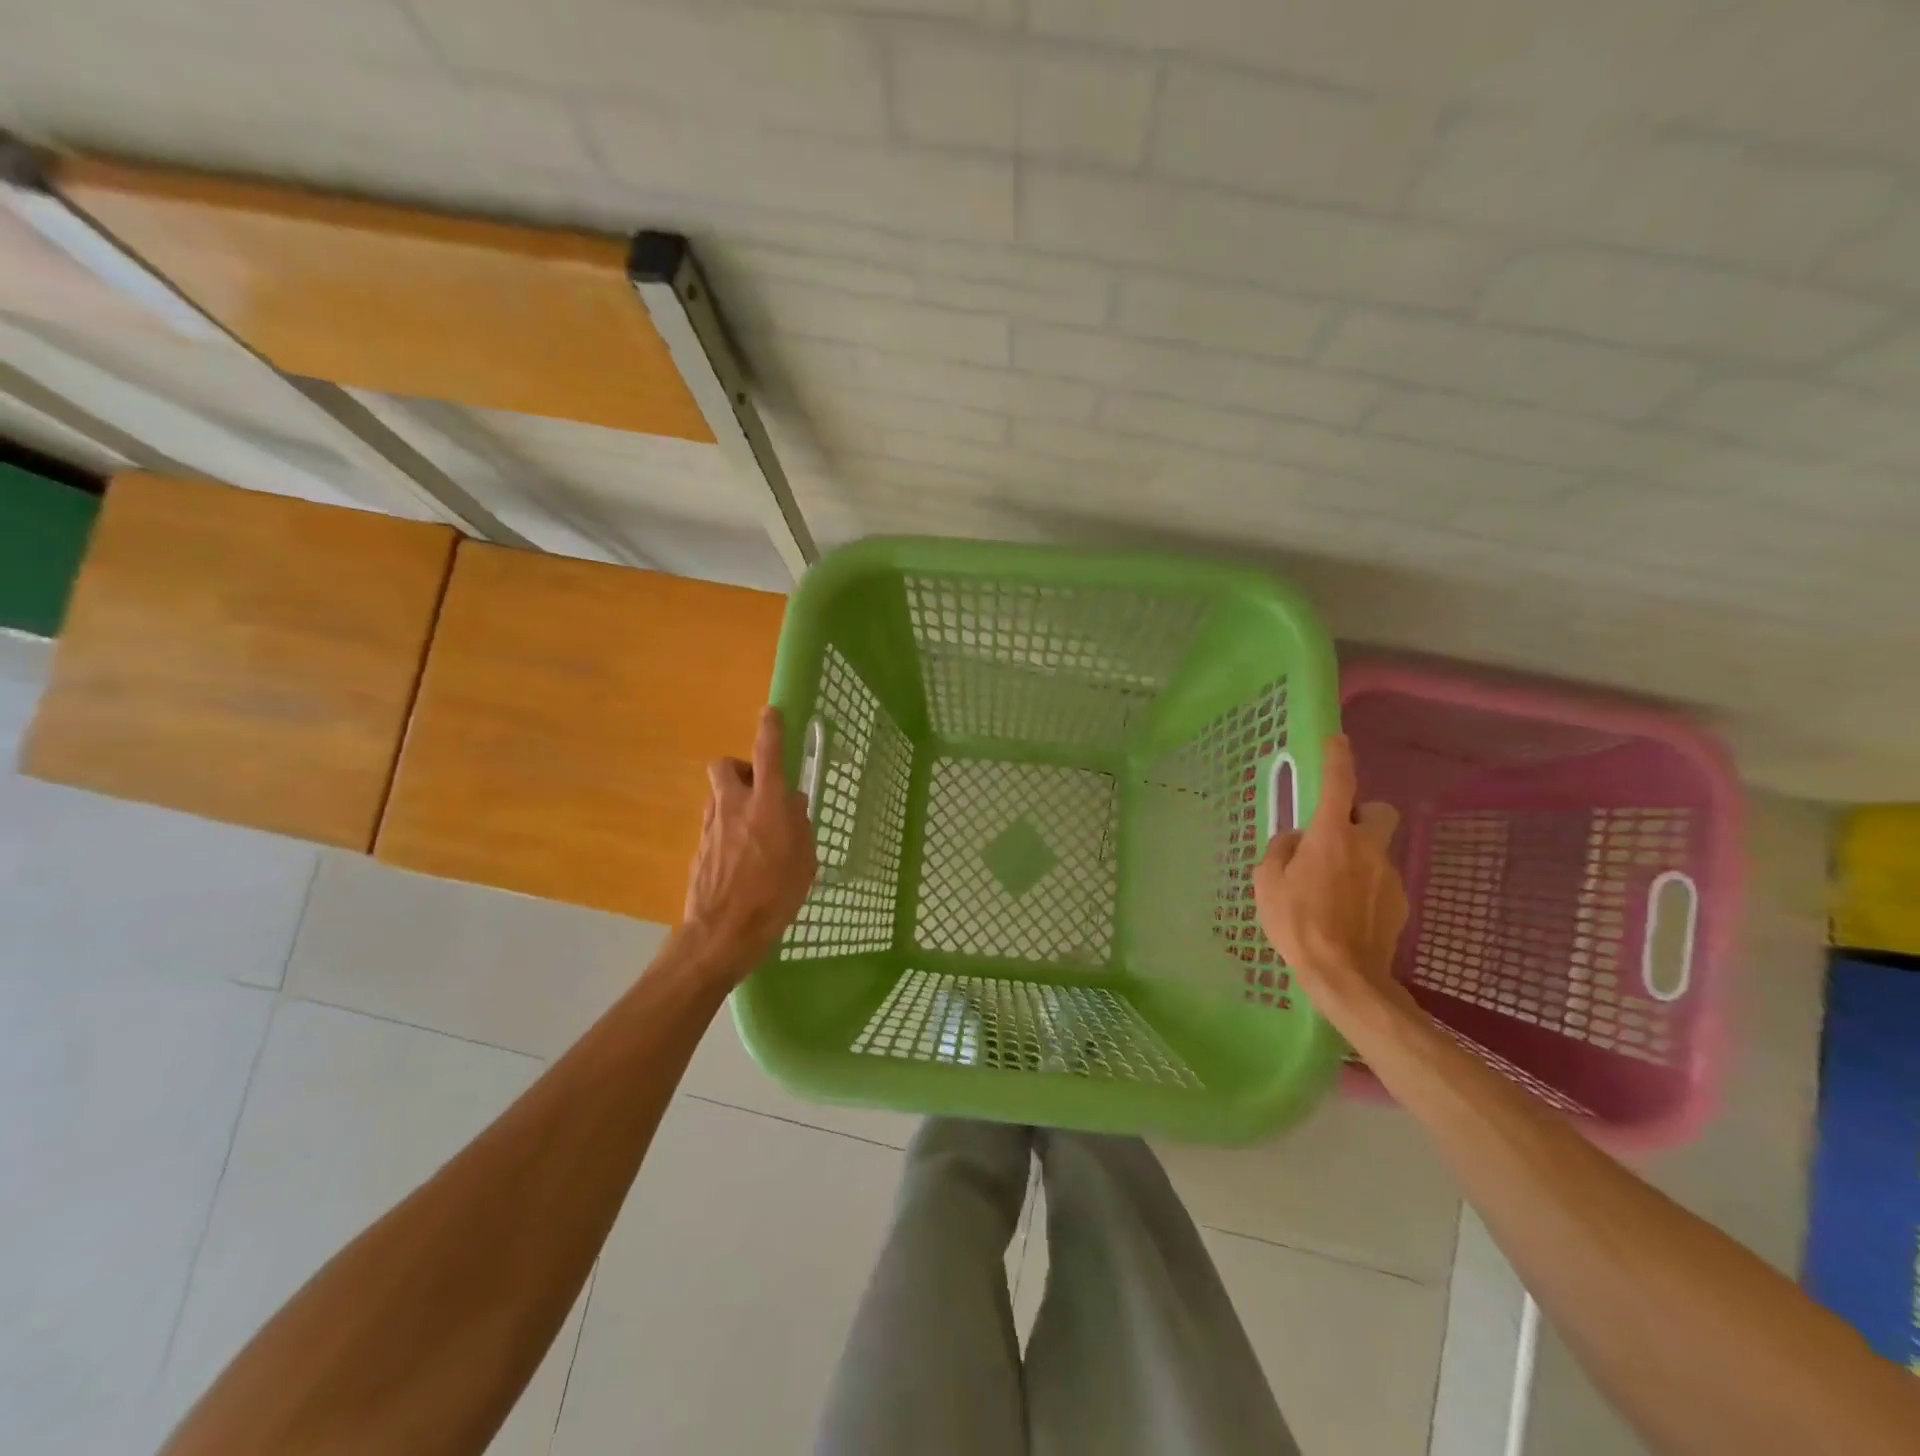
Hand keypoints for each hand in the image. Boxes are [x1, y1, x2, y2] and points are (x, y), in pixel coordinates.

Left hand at [682, 706, 817, 979]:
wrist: (723, 933)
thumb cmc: (774, 897)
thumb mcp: (804, 863)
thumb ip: (800, 827)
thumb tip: (794, 804)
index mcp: (767, 806)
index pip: (767, 754)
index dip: (770, 729)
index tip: (771, 713)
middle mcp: (735, 807)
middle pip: (726, 766)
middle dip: (740, 768)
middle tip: (759, 789)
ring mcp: (712, 827)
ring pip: (718, 794)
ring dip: (734, 799)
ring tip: (754, 828)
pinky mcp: (699, 848)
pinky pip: (714, 823)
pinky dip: (727, 828)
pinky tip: (740, 856)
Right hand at [1253, 734, 1408, 1017]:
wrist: (1344, 975)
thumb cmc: (1297, 922)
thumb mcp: (1266, 882)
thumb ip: (1279, 851)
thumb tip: (1294, 840)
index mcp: (1331, 836)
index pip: (1339, 783)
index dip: (1337, 758)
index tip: (1336, 740)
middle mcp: (1367, 847)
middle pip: (1379, 810)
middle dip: (1361, 813)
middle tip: (1335, 833)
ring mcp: (1388, 875)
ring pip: (1377, 849)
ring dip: (1357, 856)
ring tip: (1330, 888)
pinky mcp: (1399, 902)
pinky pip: (1379, 881)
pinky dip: (1364, 887)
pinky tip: (1345, 913)